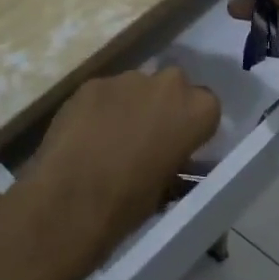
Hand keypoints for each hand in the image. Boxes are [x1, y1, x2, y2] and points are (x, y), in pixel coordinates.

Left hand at [0, 68, 220, 279]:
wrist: (72, 197)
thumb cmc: (131, 201)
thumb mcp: (170, 185)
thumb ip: (177, 159)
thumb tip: (171, 157)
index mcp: (197, 109)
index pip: (206, 106)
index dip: (191, 125)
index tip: (180, 144)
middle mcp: (167, 83)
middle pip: (171, 87)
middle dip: (162, 105)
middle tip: (147, 136)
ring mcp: (125, 79)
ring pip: (135, 87)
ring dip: (129, 104)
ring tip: (110, 137)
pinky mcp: (90, 83)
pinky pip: (103, 93)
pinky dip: (99, 108)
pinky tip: (85, 134)